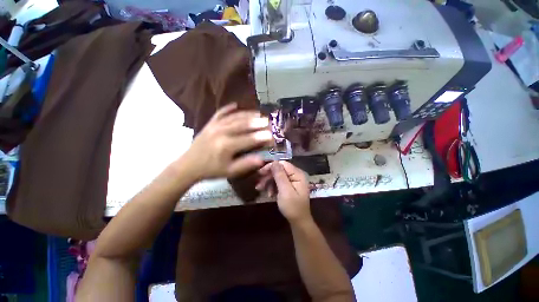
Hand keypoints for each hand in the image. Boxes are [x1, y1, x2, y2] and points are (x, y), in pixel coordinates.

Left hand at [181, 103, 272, 179]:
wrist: (188, 166)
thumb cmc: (211, 170)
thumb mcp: (230, 171)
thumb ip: (246, 164)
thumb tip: (262, 159)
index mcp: (227, 146)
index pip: (249, 139)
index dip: (262, 137)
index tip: (272, 135)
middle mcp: (221, 132)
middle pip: (243, 125)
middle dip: (257, 123)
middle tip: (268, 121)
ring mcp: (214, 126)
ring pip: (234, 117)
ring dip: (248, 114)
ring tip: (259, 113)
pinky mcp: (209, 123)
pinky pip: (220, 113)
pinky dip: (228, 108)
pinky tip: (236, 105)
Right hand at [257, 161, 310, 223]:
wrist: (298, 222)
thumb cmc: (293, 207)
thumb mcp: (285, 191)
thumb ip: (280, 175)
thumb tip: (274, 162)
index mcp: (298, 174)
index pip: (282, 164)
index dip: (271, 167)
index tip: (260, 173)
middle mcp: (296, 175)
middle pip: (279, 170)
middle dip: (268, 177)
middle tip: (258, 184)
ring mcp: (293, 181)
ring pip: (277, 176)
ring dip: (269, 183)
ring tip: (261, 190)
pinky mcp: (289, 186)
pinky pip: (279, 182)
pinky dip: (272, 187)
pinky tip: (269, 194)